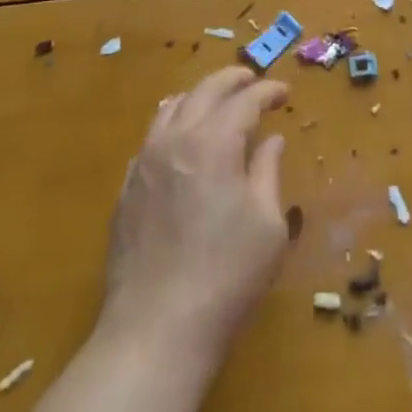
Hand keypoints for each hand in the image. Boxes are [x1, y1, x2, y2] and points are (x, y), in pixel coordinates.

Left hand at [99, 67, 290, 358]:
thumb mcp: (267, 226)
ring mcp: (144, 163)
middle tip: (253, 81)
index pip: (245, 101)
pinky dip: (173, 125)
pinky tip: (182, 143)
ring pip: (171, 108)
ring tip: (217, 103)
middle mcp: (175, 140)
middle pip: (204, 91)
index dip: (268, 91)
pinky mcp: (126, 190)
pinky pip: (150, 138)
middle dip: (232, 80)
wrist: (155, 331)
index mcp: (214, 143)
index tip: (285, 93)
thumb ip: (268, 172)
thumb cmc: (226, 277)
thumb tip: (271, 140)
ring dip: (199, 97)